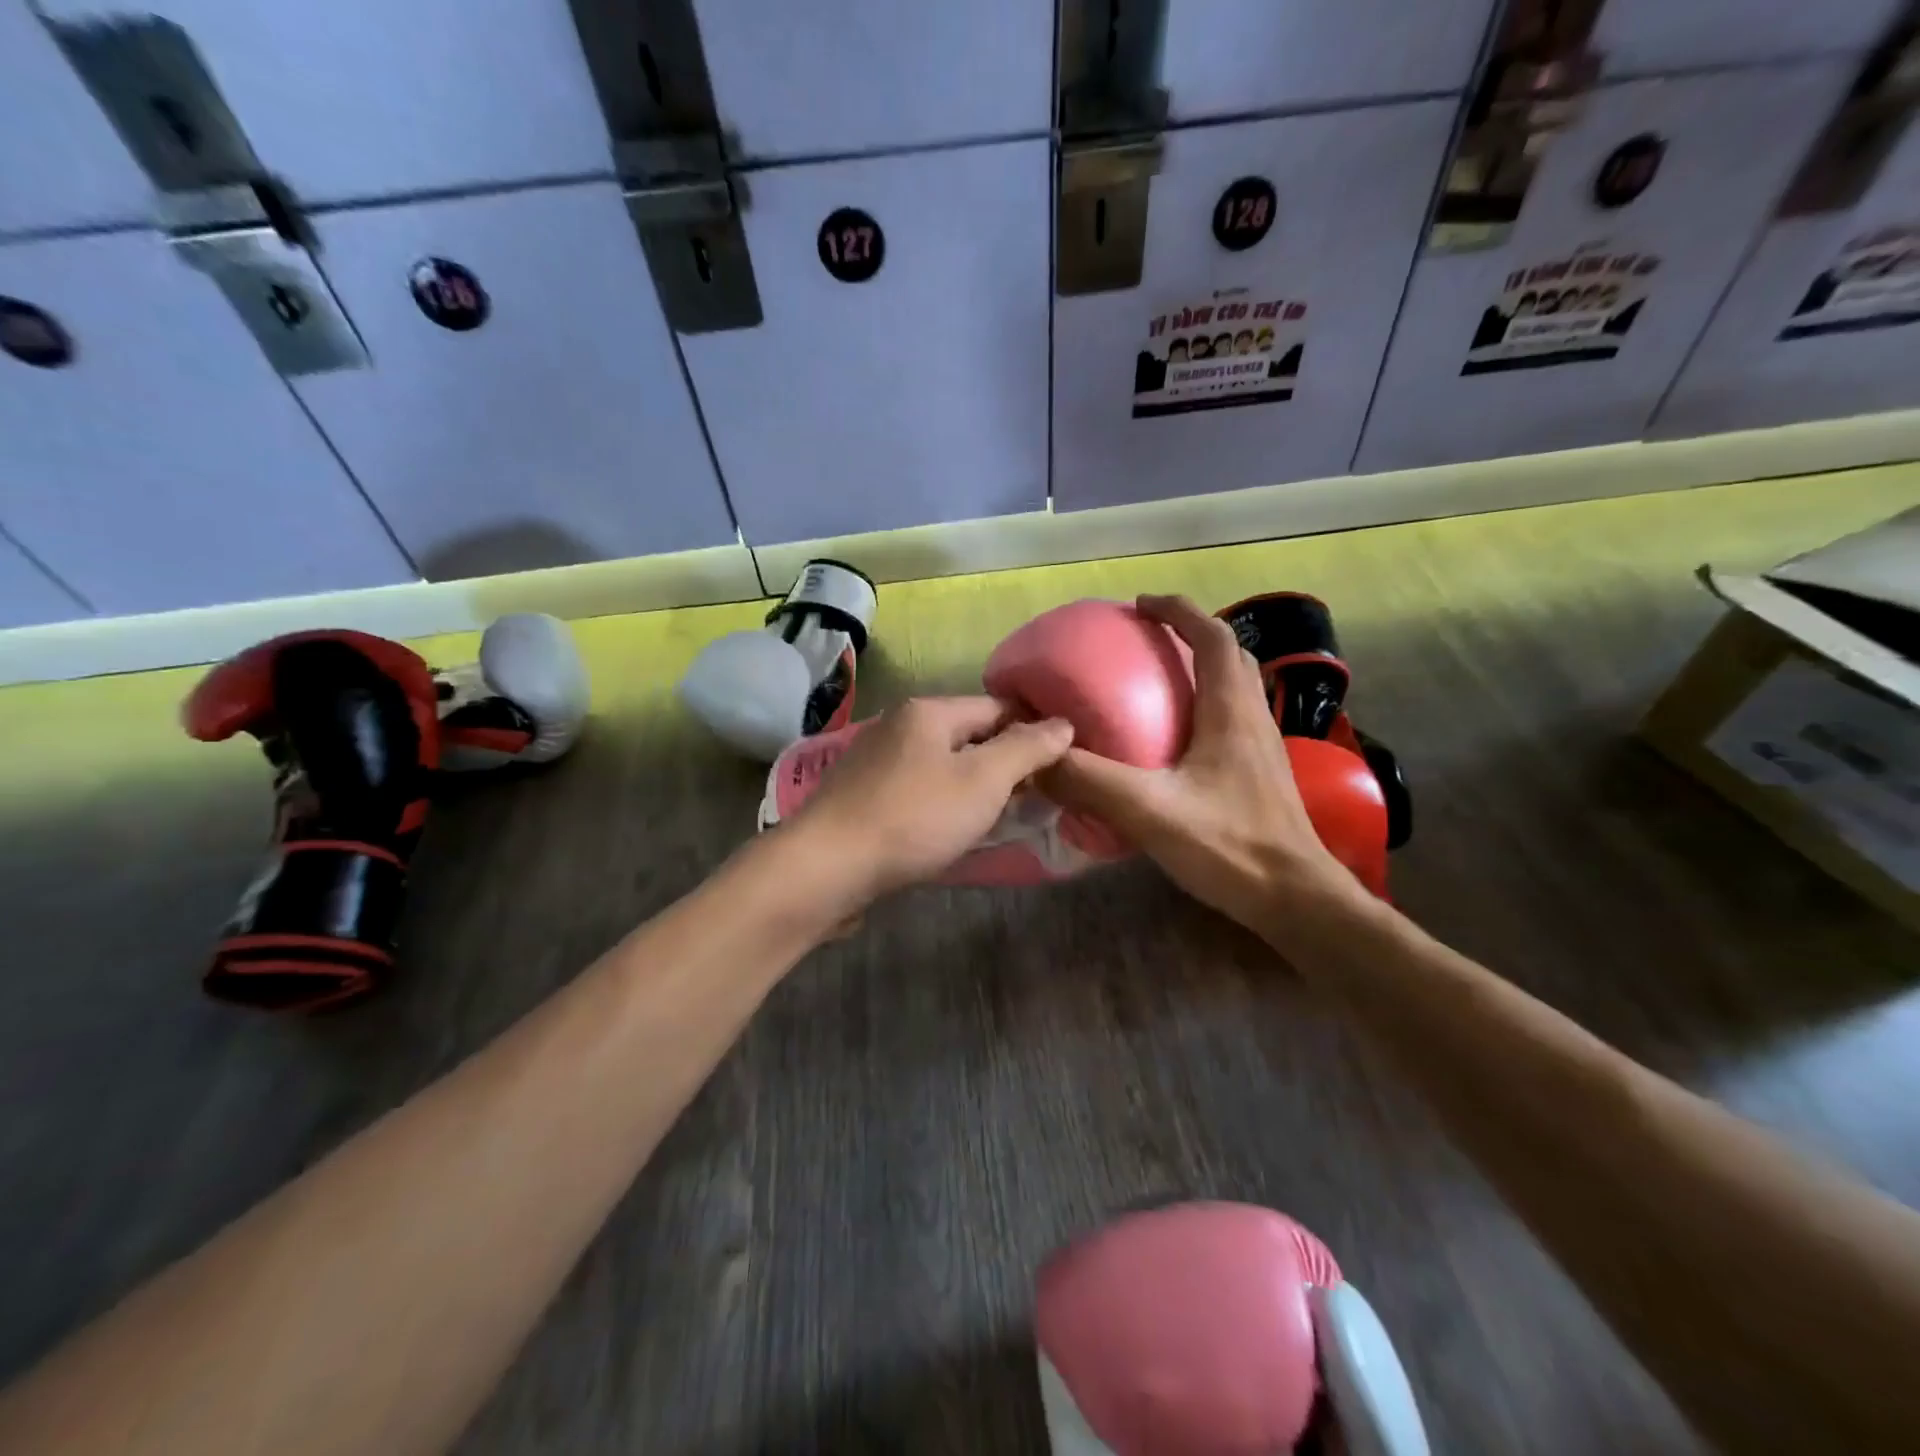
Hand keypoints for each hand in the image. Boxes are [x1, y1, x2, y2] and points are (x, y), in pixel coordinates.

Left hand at [789, 696, 1073, 905]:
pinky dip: (942, 805)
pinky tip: (950, 832)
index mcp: (928, 712)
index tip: (1059, 767)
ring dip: (973, 788)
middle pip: (968, 736)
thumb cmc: (914, 818)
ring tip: (998, 819)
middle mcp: (899, 725)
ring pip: (942, 766)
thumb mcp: (983, 780)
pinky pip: (918, 791)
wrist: (828, 867)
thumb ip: (1027, 748)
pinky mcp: (862, 796)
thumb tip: (1063, 723)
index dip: (1033, 733)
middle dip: (1003, 764)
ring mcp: (875, 761)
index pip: (997, 708)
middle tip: (1034, 799)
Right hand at [1038, 594, 1361, 938]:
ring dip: (1201, 669)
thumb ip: (1090, 782)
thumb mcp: (1150, 811)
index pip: (1212, 637)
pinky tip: (1176, 741)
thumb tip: (1035, 759)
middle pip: (1229, 656)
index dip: (1178, 611)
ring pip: (1235, 688)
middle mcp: (1252, 719)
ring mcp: (1263, 748)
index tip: (1140, 605)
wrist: (1298, 901)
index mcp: (1231, 712)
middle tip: (1146, 641)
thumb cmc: (1231, 847)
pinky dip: (1205, 707)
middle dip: (1190, 634)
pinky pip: (1233, 720)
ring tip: (1157, 681)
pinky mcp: (1261, 775)